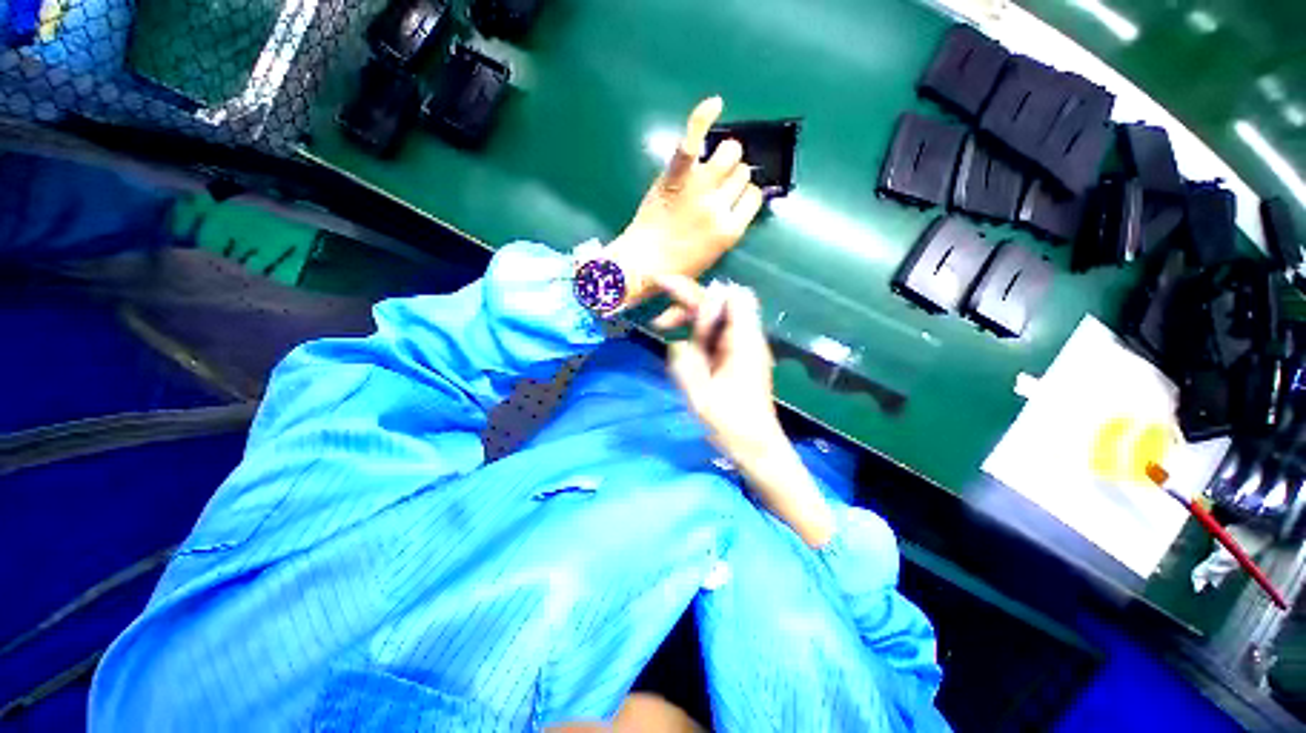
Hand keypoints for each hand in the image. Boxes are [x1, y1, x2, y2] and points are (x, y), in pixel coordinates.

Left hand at [606, 97, 765, 307]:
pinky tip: (715, 105)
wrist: (642, 263)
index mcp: (731, 230)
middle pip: (742, 172)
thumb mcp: (712, 257)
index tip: (734, 198)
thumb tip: (737, 206)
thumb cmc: (675, 268)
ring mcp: (699, 187)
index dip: (745, 194)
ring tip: (712, 163)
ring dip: (724, 155)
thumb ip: (728, 230)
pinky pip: (693, 139)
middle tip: (717, 184)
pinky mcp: (677, 175)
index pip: (754, 197)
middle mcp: (720, 205)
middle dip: (733, 176)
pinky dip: (703, 118)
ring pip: (729, 152)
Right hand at [652, 274, 783, 459]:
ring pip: (714, 316)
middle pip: (719, 301)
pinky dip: (694, 331)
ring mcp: (741, 346)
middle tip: (657, 302)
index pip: (731, 296)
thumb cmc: (732, 424)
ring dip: (688, 316)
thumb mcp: (701, 395)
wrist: (756, 446)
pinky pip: (714, 333)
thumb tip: (677, 342)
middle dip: (687, 298)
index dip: (701, 291)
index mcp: (743, 342)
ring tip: (661, 326)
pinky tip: (680, 344)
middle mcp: (745, 337)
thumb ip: (686, 363)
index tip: (672, 298)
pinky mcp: (736, 356)